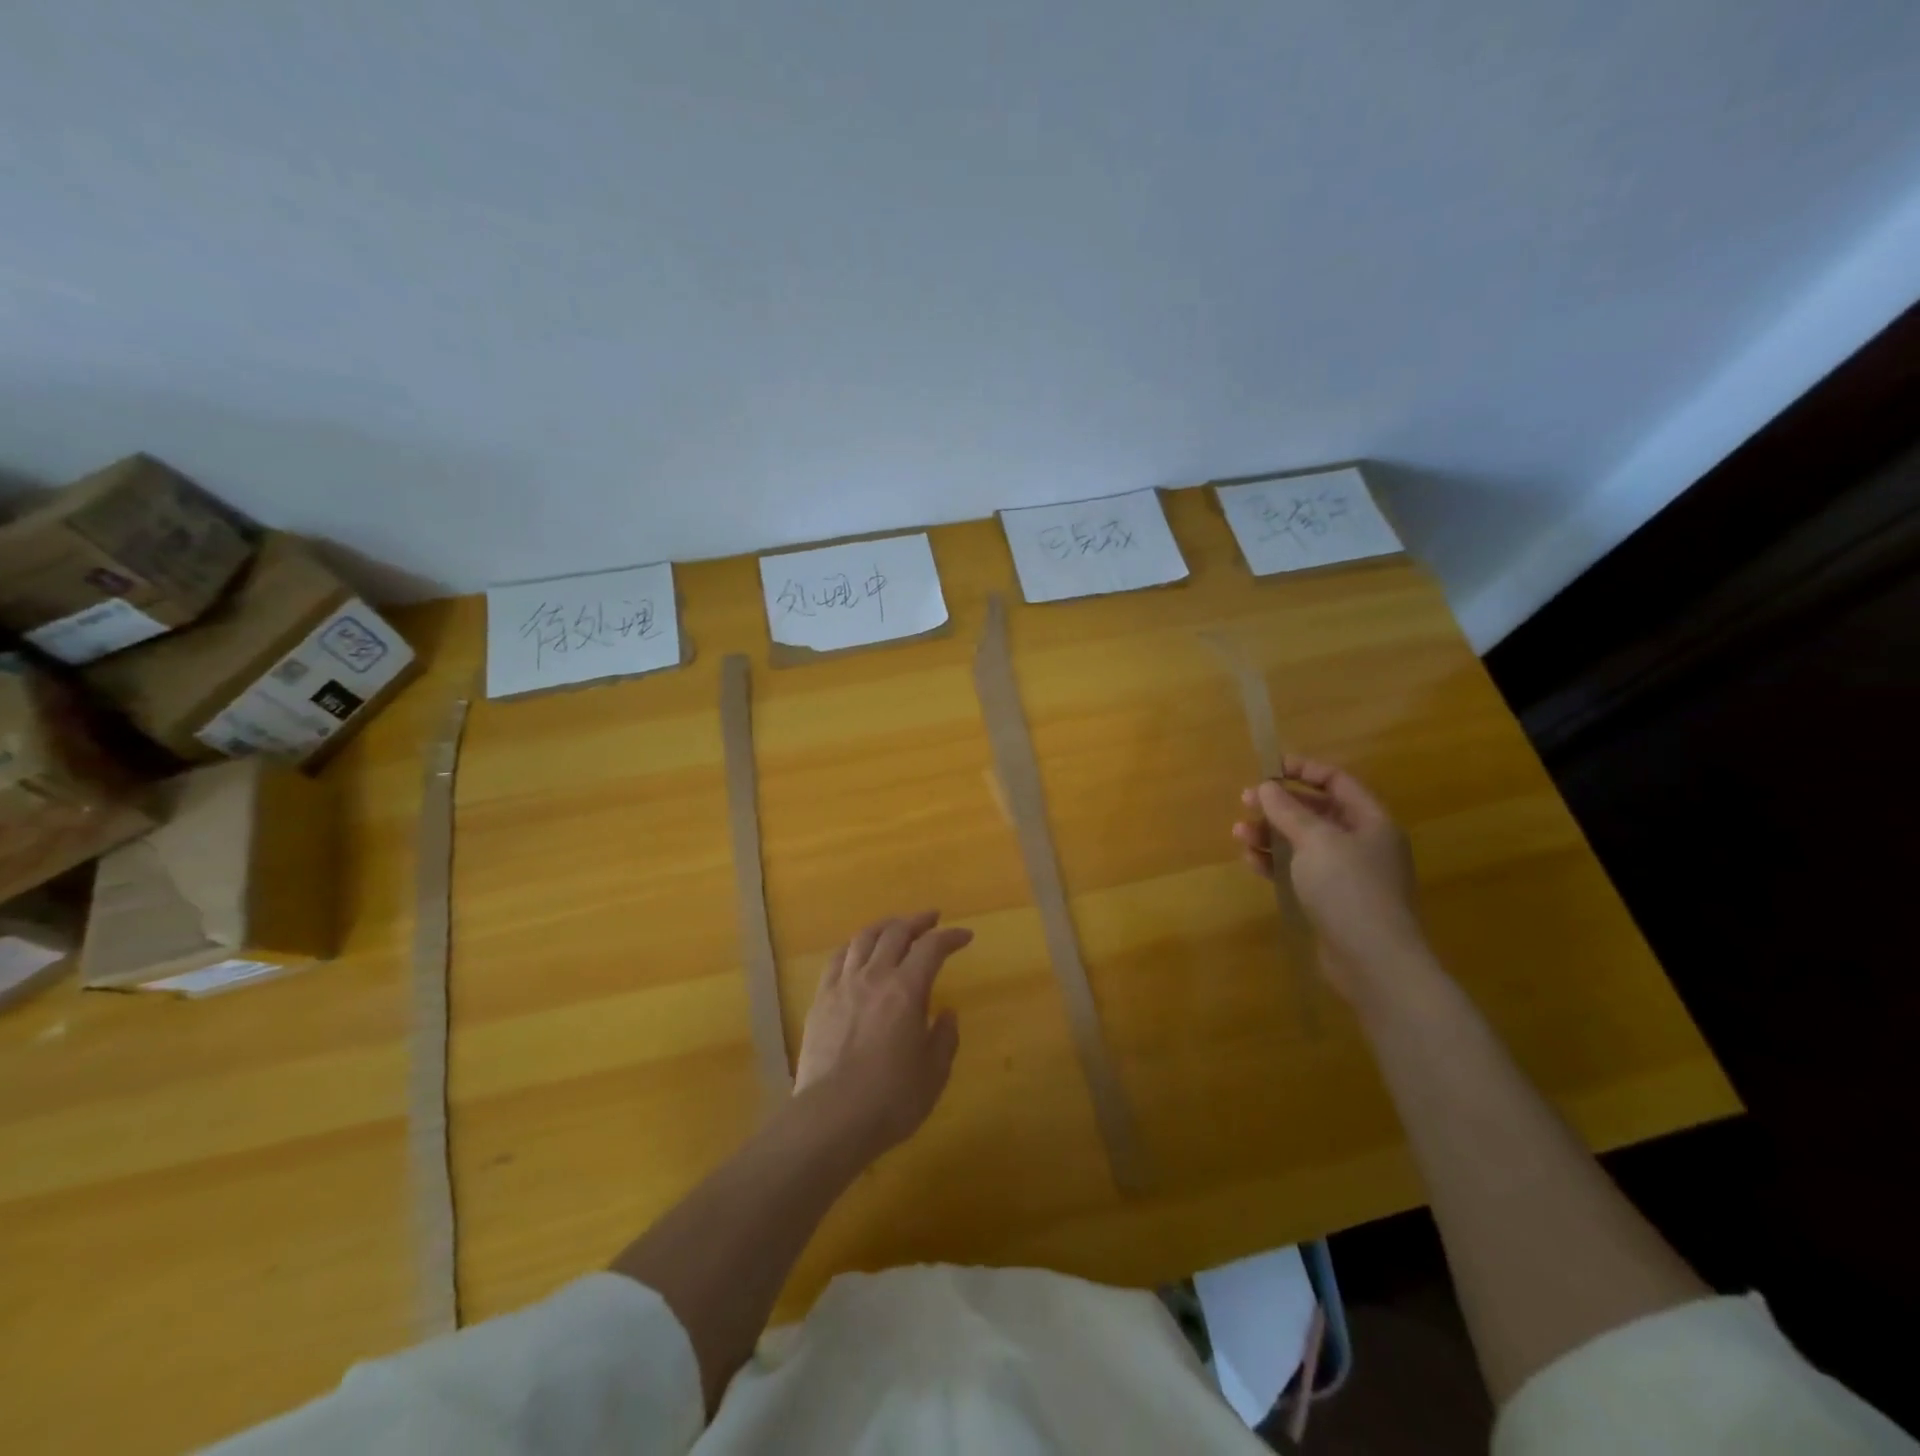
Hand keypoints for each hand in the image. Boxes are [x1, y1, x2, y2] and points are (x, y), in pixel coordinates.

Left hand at [794, 911, 971, 1155]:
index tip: (965, 936)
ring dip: (885, 926)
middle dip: (918, 921)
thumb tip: (947, 1013)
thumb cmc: (890, 1099)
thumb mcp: (933, 1074)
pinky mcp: (820, 1000)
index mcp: (907, 990)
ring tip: (896, 927)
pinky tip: (858, 951)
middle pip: (896, 932)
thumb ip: (944, 1038)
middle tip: (932, 920)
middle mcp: (874, 977)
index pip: (932, 948)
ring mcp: (843, 985)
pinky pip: (836, 959)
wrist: (831, 1118)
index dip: (950, 937)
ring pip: (863, 938)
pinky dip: (853, 947)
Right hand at [1232, 756, 1430, 1002]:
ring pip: (1303, 842)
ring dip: (1271, 834)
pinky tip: (1251, 860)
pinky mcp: (1331, 901)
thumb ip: (1289, 811)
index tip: (1268, 768)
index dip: (1303, 770)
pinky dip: (1276, 862)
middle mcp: (1362, 844)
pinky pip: (1299, 871)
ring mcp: (1347, 875)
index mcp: (1371, 822)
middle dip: (1280, 805)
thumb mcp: (1316, 841)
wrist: (1374, 962)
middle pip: (1317, 812)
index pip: (1337, 782)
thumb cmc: (1349, 889)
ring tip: (1240, 833)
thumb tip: (1266, 786)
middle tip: (1245, 801)